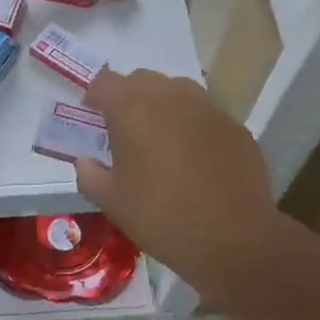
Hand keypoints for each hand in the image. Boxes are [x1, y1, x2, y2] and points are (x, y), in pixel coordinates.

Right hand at [75, 68, 280, 302]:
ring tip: (161, 140)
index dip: (94, 96)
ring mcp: (207, 107)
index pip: (104, 82)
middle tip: (125, 131)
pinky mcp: (234, 126)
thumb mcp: (111, 202)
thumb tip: (85, 161)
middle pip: (141, 80)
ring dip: (162, 107)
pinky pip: (204, 115)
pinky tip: (195, 158)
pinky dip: (193, 126)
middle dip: (128, 98)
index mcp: (132, 107)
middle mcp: (170, 95)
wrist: (233, 240)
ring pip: (176, 91)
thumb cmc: (161, 216)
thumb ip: (89, 174)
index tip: (92, 117)